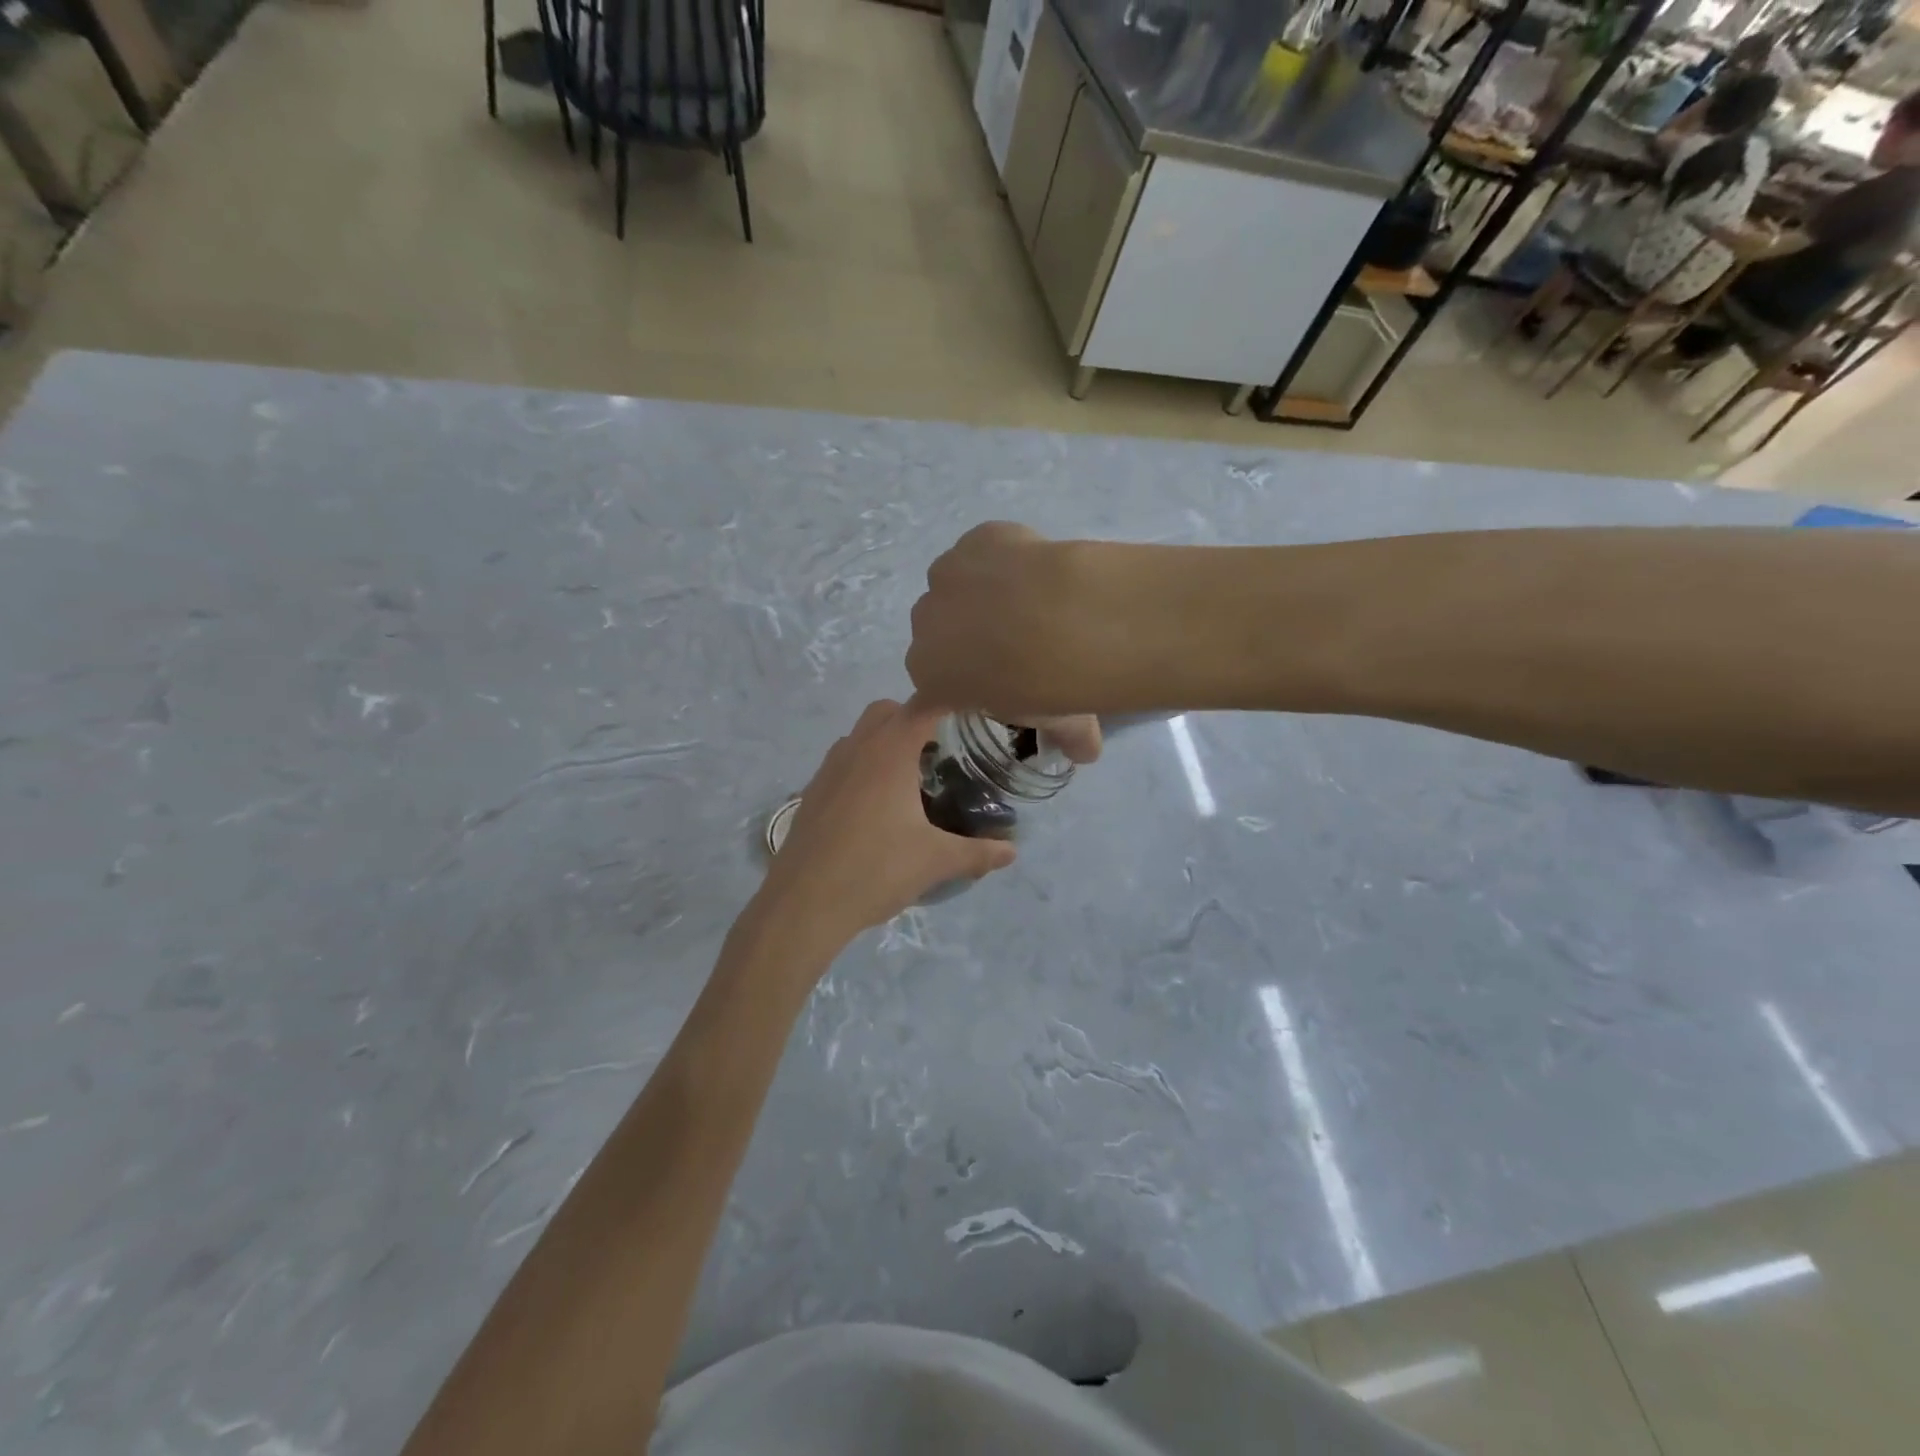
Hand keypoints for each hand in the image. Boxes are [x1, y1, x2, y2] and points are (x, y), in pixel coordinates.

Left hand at [758, 699, 1017, 946]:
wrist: (803, 904)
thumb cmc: (875, 870)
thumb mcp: (935, 861)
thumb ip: (977, 852)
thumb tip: (1012, 852)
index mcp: (890, 752)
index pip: (925, 704)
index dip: (950, 701)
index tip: (972, 712)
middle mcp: (857, 748)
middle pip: (887, 711)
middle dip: (914, 719)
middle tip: (939, 753)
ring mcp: (829, 769)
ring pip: (859, 735)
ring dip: (884, 742)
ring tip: (909, 780)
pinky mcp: (812, 792)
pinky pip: (843, 762)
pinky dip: (862, 768)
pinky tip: (876, 809)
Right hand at [907, 523, 1104, 760]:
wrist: (1065, 619)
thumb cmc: (1046, 684)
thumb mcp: (1057, 721)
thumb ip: (1066, 738)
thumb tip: (1085, 752)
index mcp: (931, 678)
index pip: (929, 690)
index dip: (957, 687)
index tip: (985, 685)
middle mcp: (925, 626)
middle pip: (938, 632)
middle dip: (965, 637)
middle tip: (1012, 643)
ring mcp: (946, 577)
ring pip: (955, 586)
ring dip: (978, 593)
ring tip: (1025, 600)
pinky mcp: (975, 540)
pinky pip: (983, 549)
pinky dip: (1002, 556)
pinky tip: (1034, 568)